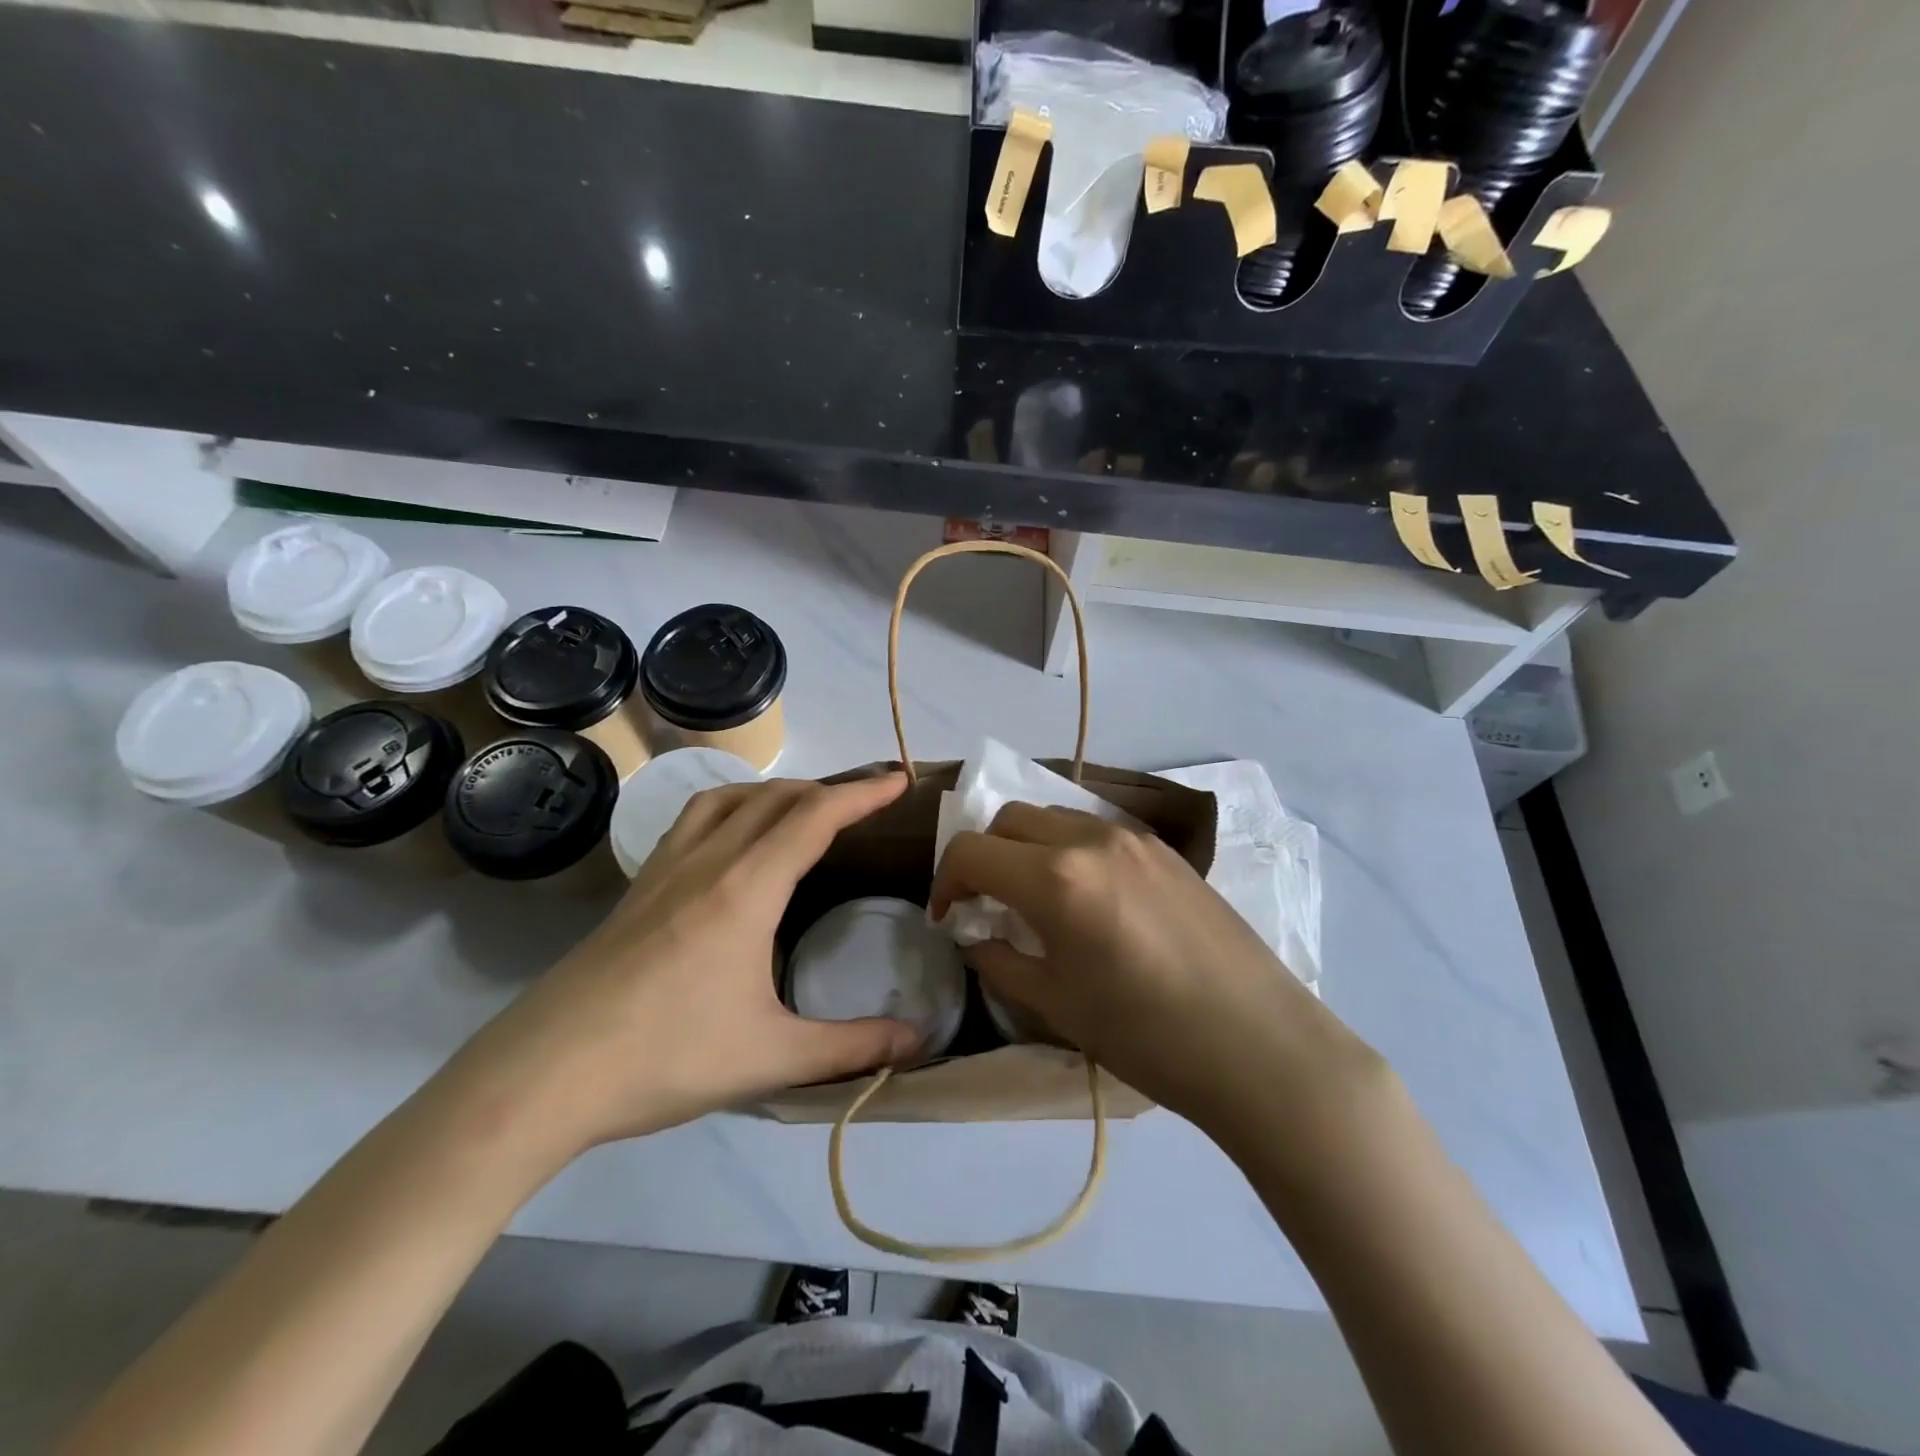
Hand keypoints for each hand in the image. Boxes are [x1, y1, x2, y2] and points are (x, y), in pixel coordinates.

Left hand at [472, 775, 921, 1150]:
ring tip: (805, 810)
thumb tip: (921, 1040)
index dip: (862, 793)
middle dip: (828, 789)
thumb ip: (852, 1046)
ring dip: (777, 791)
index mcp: (747, 889)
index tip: (899, 782)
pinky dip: (732, 807)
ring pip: (730, 798)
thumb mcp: (771, 1058)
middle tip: (866, 802)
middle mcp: (709, 861)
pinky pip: (694, 819)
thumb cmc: (665, 1058)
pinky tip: (734, 841)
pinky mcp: (638, 887)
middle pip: (777, 798)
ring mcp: (666, 869)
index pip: (815, 817)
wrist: (544, 1074)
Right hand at [930, 803, 1363, 1129]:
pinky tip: (1086, 897)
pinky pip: (1096, 830)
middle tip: (987, 904)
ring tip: (1035, 898)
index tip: (949, 917)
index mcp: (1055, 878)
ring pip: (1054, 816)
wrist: (1258, 1044)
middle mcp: (1090, 839)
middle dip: (984, 855)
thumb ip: (1001, 961)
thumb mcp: (1058, 1005)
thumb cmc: (1147, 1035)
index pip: (972, 851)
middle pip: (1009, 819)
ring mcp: (1133, 838)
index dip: (946, 881)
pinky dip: (1068, 849)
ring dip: (1026, 846)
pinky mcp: (1165, 849)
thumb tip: (975, 938)